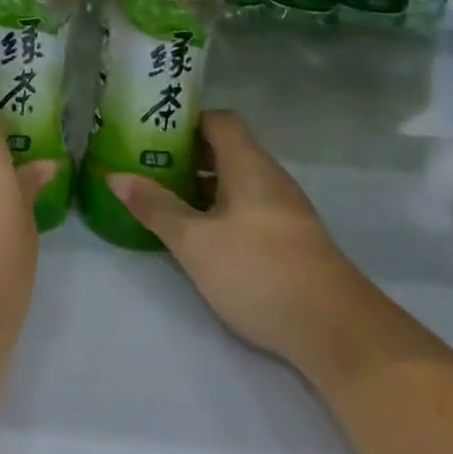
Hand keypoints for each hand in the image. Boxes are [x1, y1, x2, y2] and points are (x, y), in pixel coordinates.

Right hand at [109, 111, 368, 371]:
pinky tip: (200, 235)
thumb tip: (114, 175)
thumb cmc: (259, 271)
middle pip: (226, 149)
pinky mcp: (291, 240)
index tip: (151, 132)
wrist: (338, 333)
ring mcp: (285, 210)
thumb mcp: (194, 241)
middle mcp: (270, 178)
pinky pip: (248, 207)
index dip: (186, 121)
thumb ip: (155, 206)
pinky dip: (220, 209)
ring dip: (201, 185)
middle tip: (147, 166)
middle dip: (185, 155)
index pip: (219, 120)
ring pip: (236, 181)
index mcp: (249, 165)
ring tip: (164, 199)